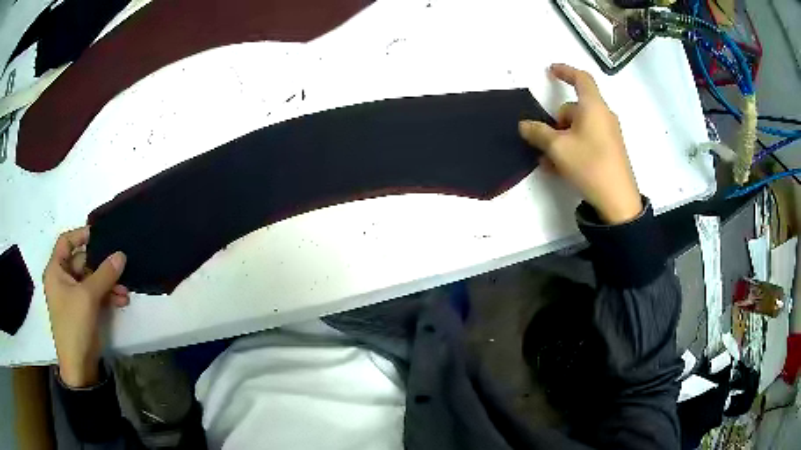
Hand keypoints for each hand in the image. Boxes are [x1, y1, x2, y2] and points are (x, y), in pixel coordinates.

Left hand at [43, 226, 127, 387]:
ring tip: (125, 292)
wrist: (79, 365)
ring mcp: (74, 295)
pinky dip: (108, 296)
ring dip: (109, 284)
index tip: (99, 235)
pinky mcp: (84, 309)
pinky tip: (122, 300)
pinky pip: (96, 295)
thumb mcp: (88, 296)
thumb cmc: (74, 324)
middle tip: (120, 266)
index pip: (66, 242)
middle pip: (83, 262)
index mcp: (56, 271)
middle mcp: (63, 279)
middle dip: (102, 266)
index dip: (80, 235)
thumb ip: (104, 274)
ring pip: (92, 280)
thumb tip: (121, 254)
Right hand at [519, 64, 641, 223]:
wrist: (618, 201)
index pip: (581, 78)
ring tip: (550, 161)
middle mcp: (603, 116)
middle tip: (546, 142)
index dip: (565, 71)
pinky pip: (587, 140)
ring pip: (579, 127)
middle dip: (557, 122)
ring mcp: (609, 134)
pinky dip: (573, 147)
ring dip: (562, 139)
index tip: (551, 70)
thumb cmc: (590, 165)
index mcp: (594, 107)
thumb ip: (538, 133)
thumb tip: (524, 125)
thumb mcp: (558, 148)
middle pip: (575, 108)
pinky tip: (562, 168)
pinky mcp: (611, 150)